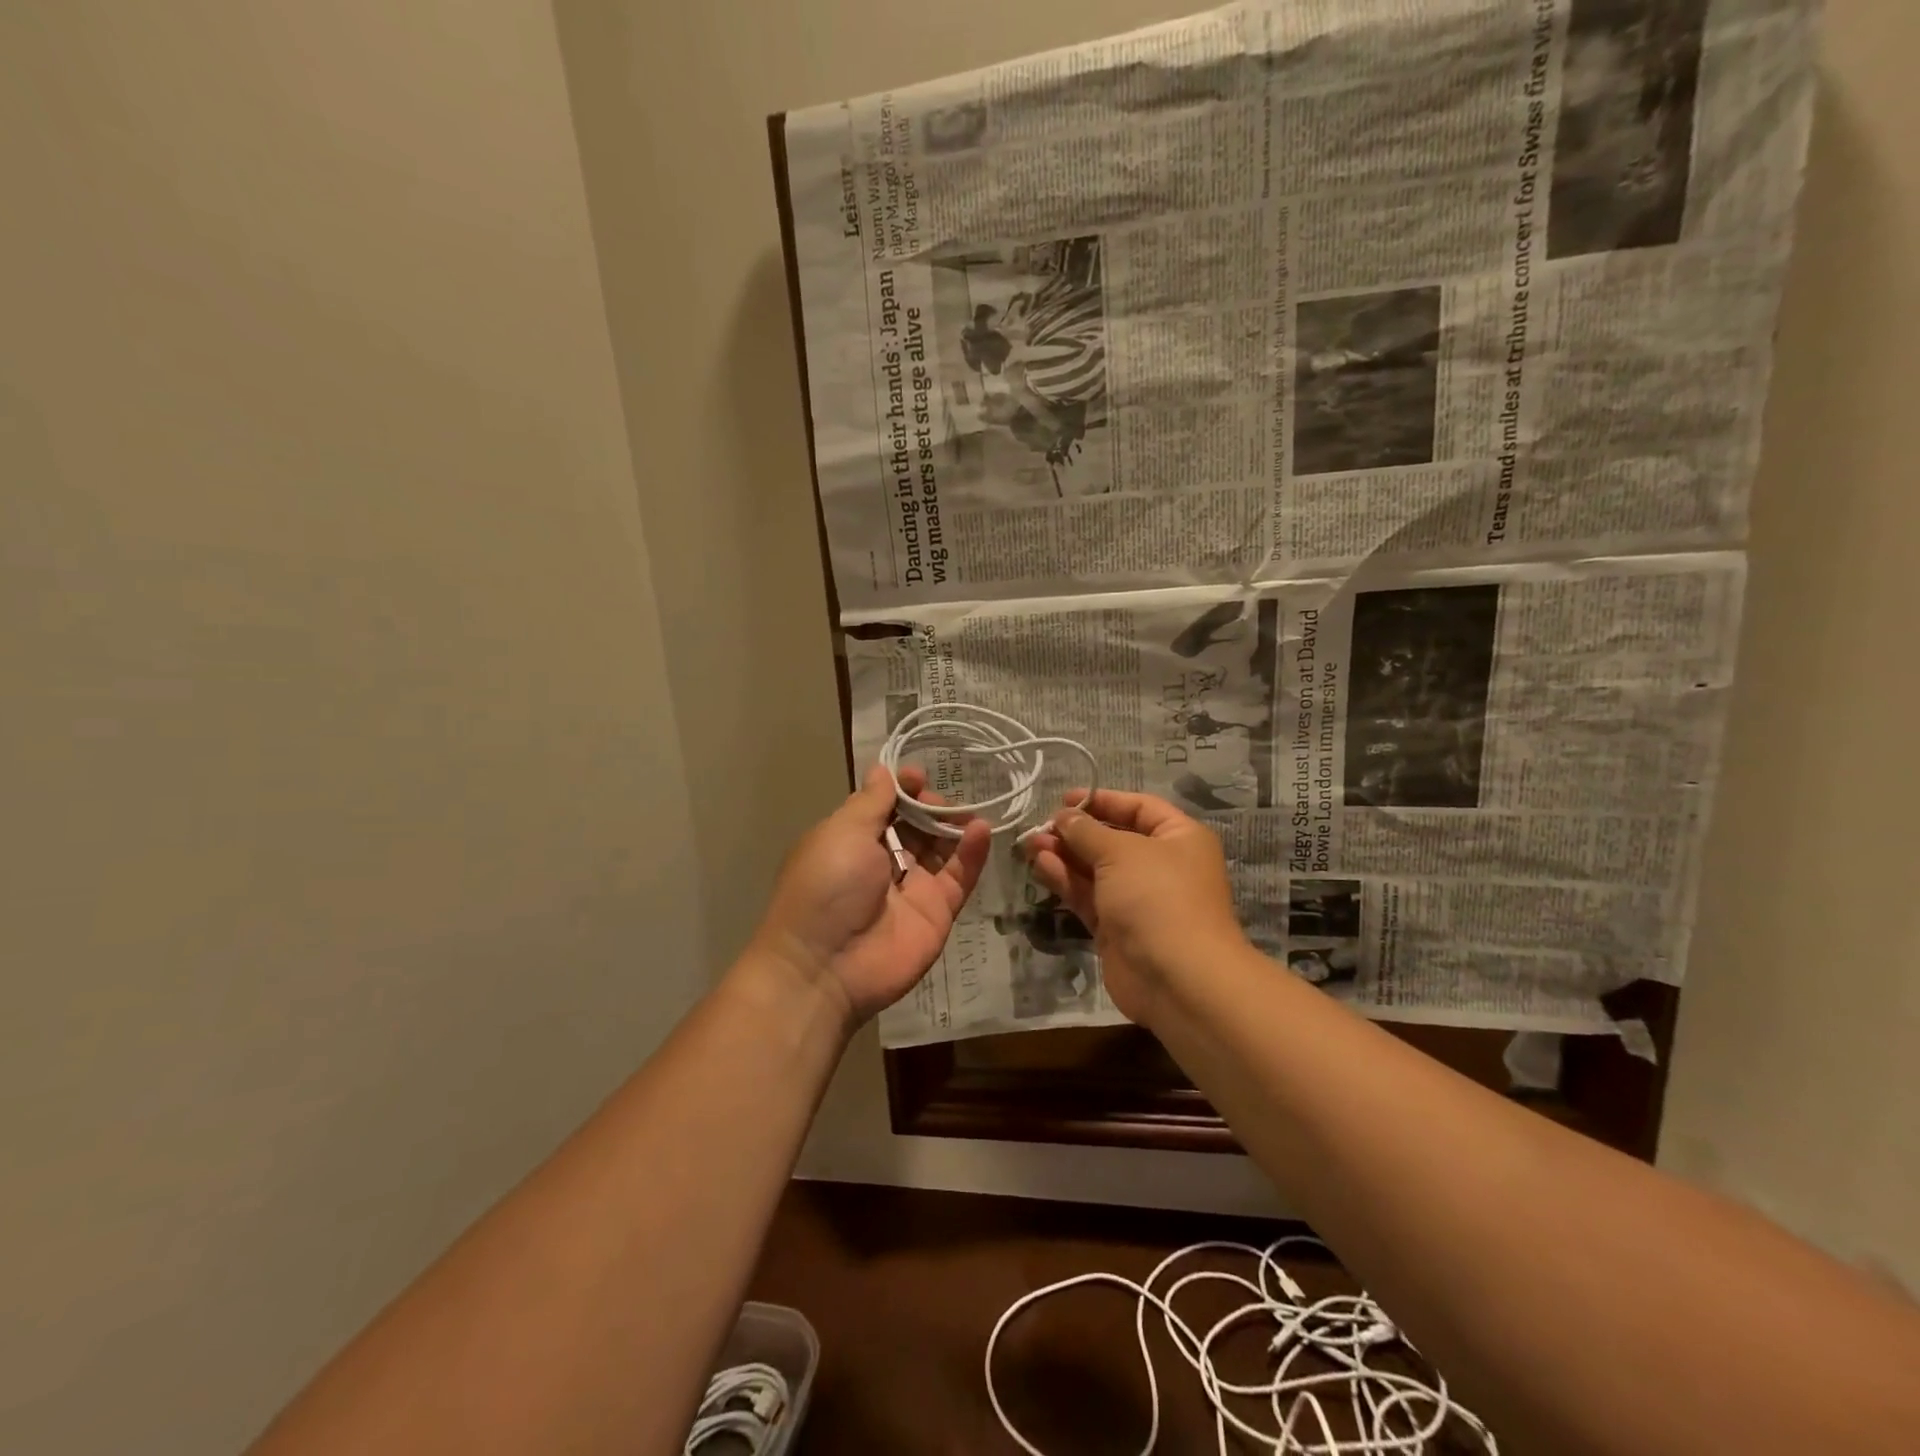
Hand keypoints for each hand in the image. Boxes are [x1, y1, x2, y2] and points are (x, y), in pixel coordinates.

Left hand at [753, 765, 990, 1024]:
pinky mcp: (938, 911)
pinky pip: (959, 876)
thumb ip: (870, 802)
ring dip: (954, 826)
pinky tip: (980, 830)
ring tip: (967, 812)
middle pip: (916, 825)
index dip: (902, 790)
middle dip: (930, 807)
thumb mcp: (842, 833)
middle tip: (941, 801)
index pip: (884, 807)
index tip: (918, 776)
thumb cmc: (826, 887)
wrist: (826, 966)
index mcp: (852, 840)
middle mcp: (883, 862)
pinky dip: (972, 853)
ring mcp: (912, 887)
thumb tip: (882, 770)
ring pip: (941, 848)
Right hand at [1021, 789, 1245, 1025]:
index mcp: (1178, 838)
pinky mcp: (1116, 928)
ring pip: (1095, 869)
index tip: (1065, 799)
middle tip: (1041, 826)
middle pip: (1113, 839)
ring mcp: (1138, 899)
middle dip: (1076, 832)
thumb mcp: (1120, 852)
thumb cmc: (1157, 897)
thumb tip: (1064, 816)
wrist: (1177, 979)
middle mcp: (1161, 865)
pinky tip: (1040, 865)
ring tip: (1030, 844)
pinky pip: (1088, 896)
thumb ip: (1086, 831)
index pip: (1139, 807)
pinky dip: (1066, 881)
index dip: (1103, 801)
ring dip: (1064, 855)